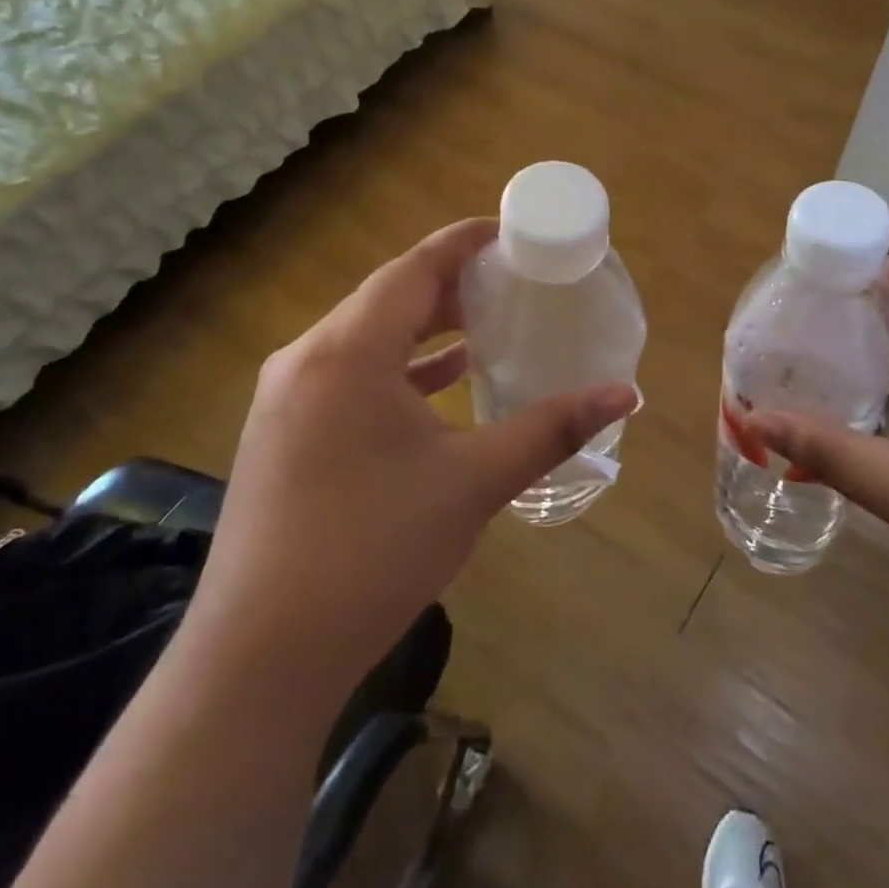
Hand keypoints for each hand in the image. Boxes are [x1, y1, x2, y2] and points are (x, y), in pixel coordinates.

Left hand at [190, 219, 636, 706]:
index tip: (508, 233)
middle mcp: (306, 359)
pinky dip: (395, 371)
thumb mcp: (474, 482)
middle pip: (385, 299)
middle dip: (447, 286)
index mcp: (348, 352)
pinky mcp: (279, 435)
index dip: (462, 244)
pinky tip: (436, 386)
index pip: (412, 270)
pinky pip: (346, 377)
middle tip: (507, 283)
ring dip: (421, 330)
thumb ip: (551, 429)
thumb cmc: (373, 550)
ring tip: (481, 326)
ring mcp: (285, 399)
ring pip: (363, 339)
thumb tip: (626, 395)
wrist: (262, 654)